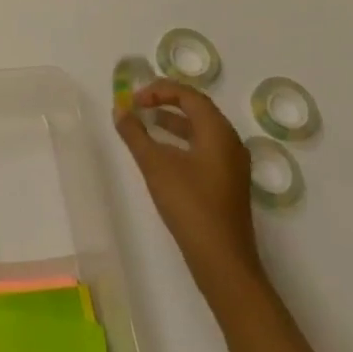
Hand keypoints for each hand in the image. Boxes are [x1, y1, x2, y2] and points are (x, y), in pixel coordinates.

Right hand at [116, 79, 261, 285]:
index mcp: (218, 131)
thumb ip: (135, 133)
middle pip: (197, 109)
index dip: (159, 90)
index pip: (188, 95)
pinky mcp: (229, 183)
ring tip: (146, 124)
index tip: (133, 100)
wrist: (222, 261)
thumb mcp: (155, 165)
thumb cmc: (190, 205)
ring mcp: (232, 164)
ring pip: (201, 130)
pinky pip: (205, 148)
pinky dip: (182, 141)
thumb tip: (119, 110)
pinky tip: (163, 154)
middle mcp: (230, 141)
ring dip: (173, 122)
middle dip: (166, 102)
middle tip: (139, 105)